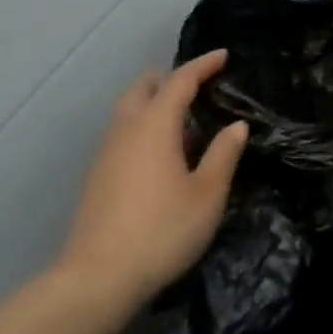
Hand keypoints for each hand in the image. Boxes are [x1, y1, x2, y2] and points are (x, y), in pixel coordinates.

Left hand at [55, 51, 247, 309]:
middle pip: (144, 87)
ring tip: (183, 120)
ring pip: (128, 110)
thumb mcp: (207, 194)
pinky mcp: (97, 176)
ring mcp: (106, 152)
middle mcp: (126, 129)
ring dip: (154, 103)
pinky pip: (122, 133)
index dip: (203, 65)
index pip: (180, 80)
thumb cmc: (162, 230)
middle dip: (170, 79)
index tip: (223, 56)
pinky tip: (159, 153)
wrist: (98, 278)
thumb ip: (223, 155)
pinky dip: (143, 127)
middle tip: (198, 86)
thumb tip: (236, 126)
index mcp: (155, 125)